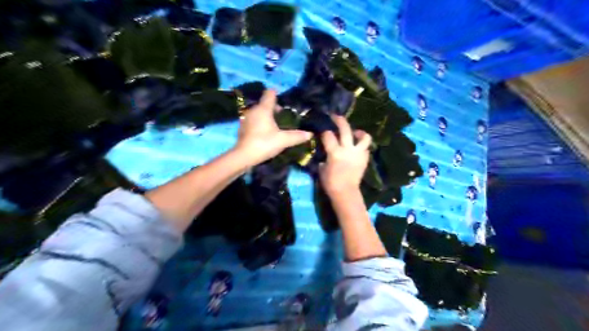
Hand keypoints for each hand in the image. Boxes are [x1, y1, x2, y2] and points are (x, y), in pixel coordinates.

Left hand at [233, 89, 312, 167]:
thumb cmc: (264, 143)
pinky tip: (265, 133)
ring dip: (267, 117)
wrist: (244, 156)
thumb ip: (296, 136)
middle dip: (274, 109)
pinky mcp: (242, 127)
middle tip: (284, 118)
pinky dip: (260, 123)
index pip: (270, 93)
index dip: (277, 94)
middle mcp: (253, 110)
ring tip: (276, 127)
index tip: (283, 100)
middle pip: (265, 103)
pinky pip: (253, 120)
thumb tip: (309, 134)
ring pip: (259, 112)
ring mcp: (246, 118)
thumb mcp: (283, 140)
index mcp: (263, 109)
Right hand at [321, 115, 369, 196]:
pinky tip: (356, 147)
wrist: (346, 192)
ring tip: (354, 132)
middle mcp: (348, 150)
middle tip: (336, 116)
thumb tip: (325, 152)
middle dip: (340, 120)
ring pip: (364, 137)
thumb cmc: (331, 182)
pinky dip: (361, 145)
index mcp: (335, 152)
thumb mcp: (322, 169)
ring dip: (359, 132)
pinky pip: (366, 148)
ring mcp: (358, 154)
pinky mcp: (365, 159)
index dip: (324, 132)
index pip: (328, 135)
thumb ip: (324, 157)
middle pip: (345, 129)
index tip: (322, 131)